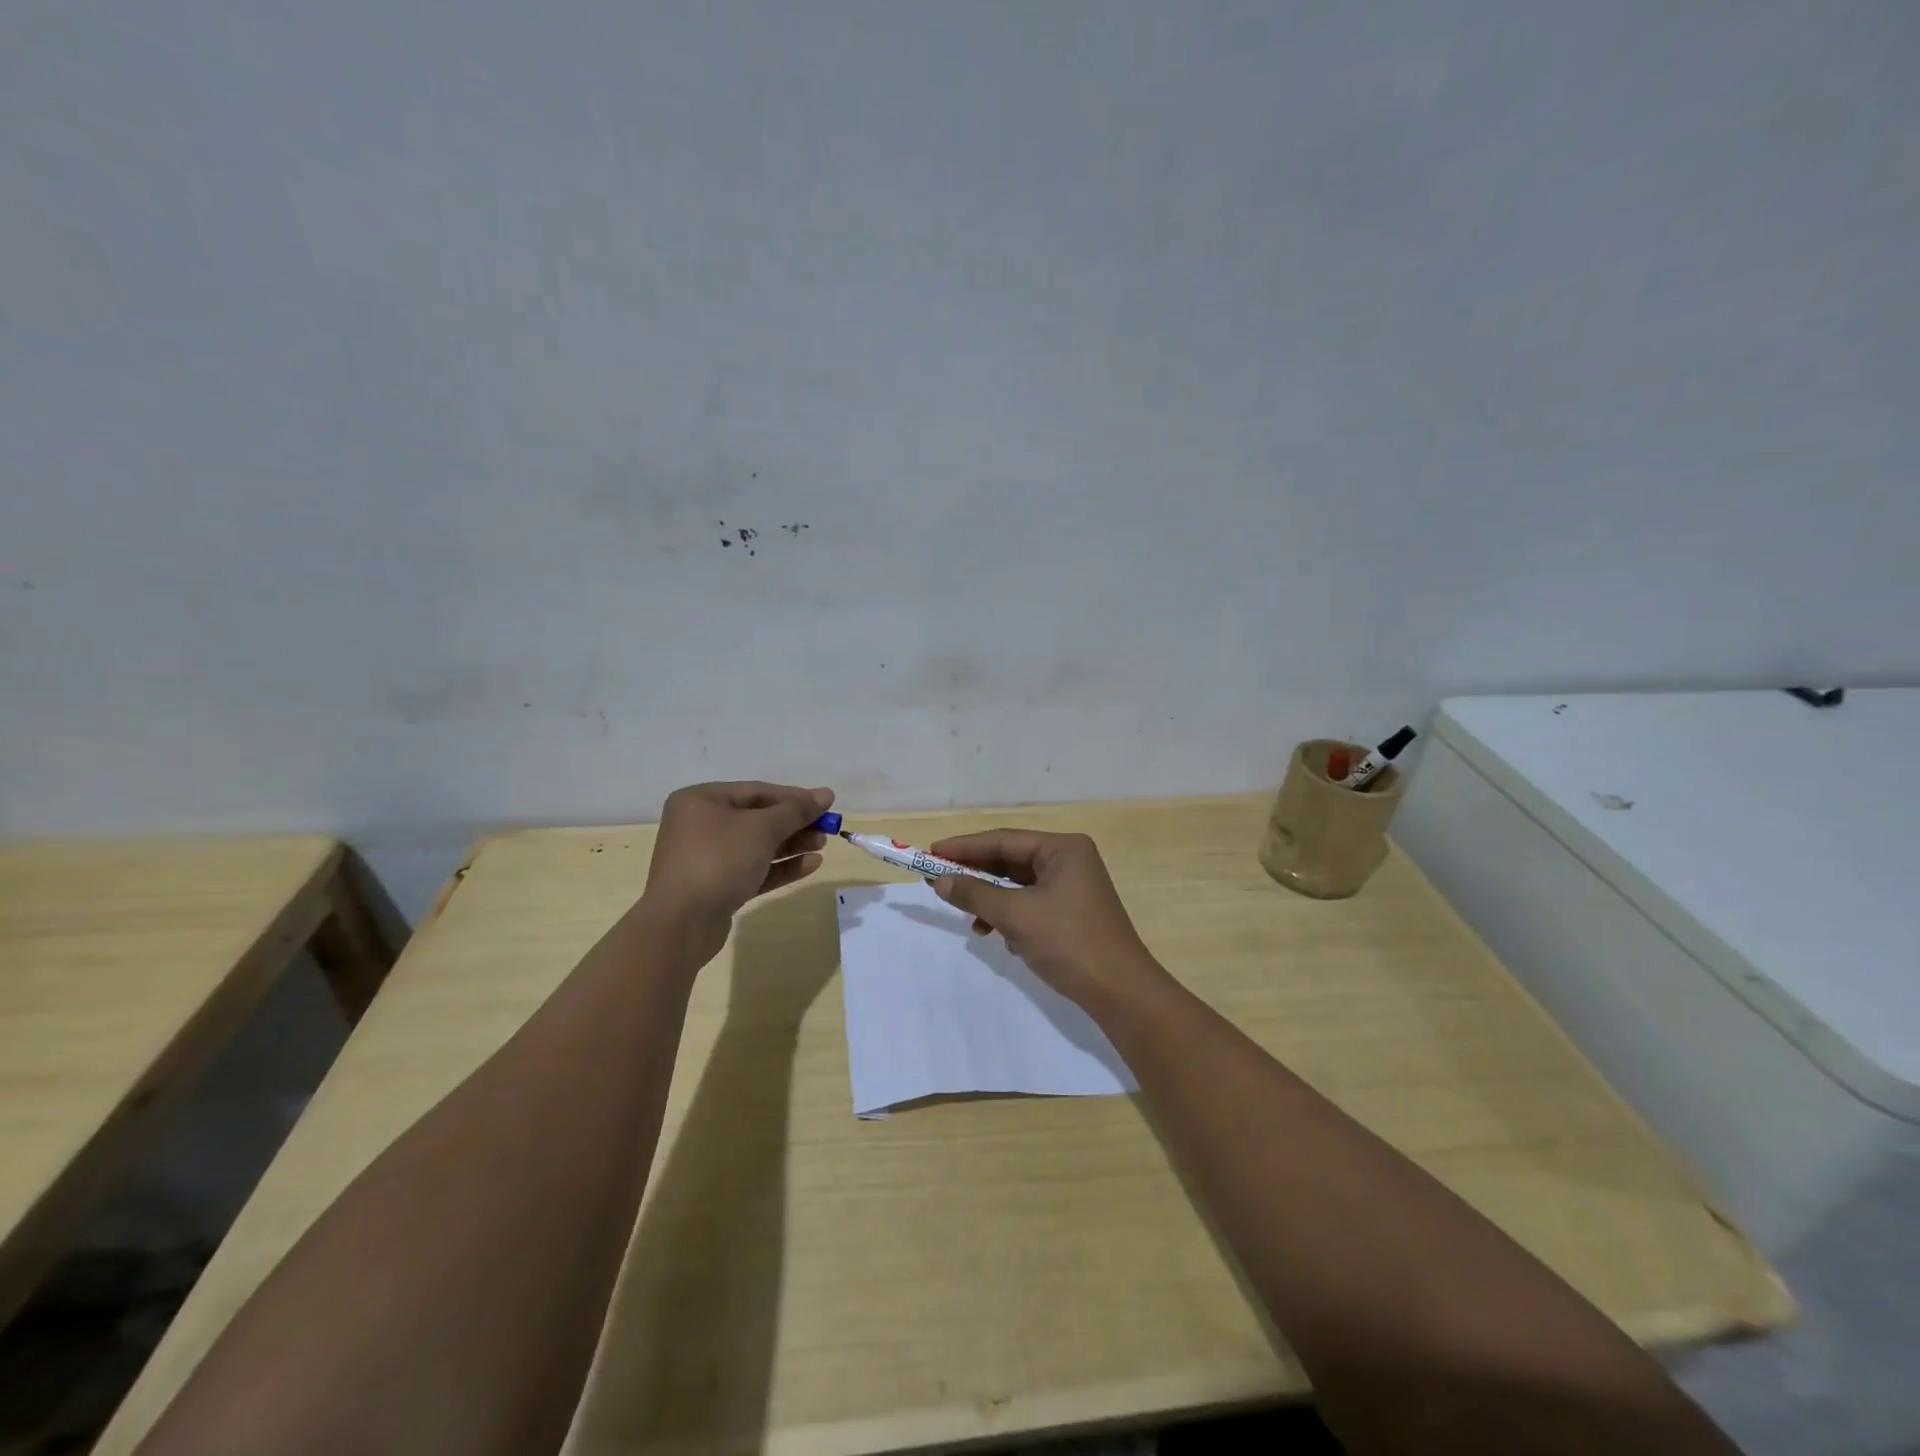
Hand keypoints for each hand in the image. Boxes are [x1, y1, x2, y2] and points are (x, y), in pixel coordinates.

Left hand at [640, 781, 833, 956]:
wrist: (681, 924)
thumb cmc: (719, 860)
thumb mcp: (762, 828)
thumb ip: (796, 810)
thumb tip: (826, 793)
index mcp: (701, 800)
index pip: (757, 791)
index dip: (794, 797)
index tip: (826, 804)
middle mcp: (700, 825)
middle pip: (757, 818)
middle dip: (794, 824)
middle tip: (826, 829)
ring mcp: (706, 858)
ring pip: (757, 846)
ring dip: (791, 845)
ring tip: (822, 846)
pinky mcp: (716, 887)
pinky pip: (753, 869)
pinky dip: (780, 867)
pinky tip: (810, 865)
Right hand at [925, 829, 1166, 1010]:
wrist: (1120, 992)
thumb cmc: (1068, 942)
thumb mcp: (1015, 915)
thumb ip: (975, 894)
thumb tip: (940, 882)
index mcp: (1063, 849)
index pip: (1004, 840)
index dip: (965, 847)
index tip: (931, 853)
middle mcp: (1070, 860)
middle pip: (1011, 860)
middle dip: (977, 874)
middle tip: (939, 881)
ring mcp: (1073, 887)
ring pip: (1019, 885)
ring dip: (992, 899)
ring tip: (970, 918)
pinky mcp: (1072, 912)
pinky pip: (1031, 903)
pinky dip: (1010, 915)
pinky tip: (998, 935)